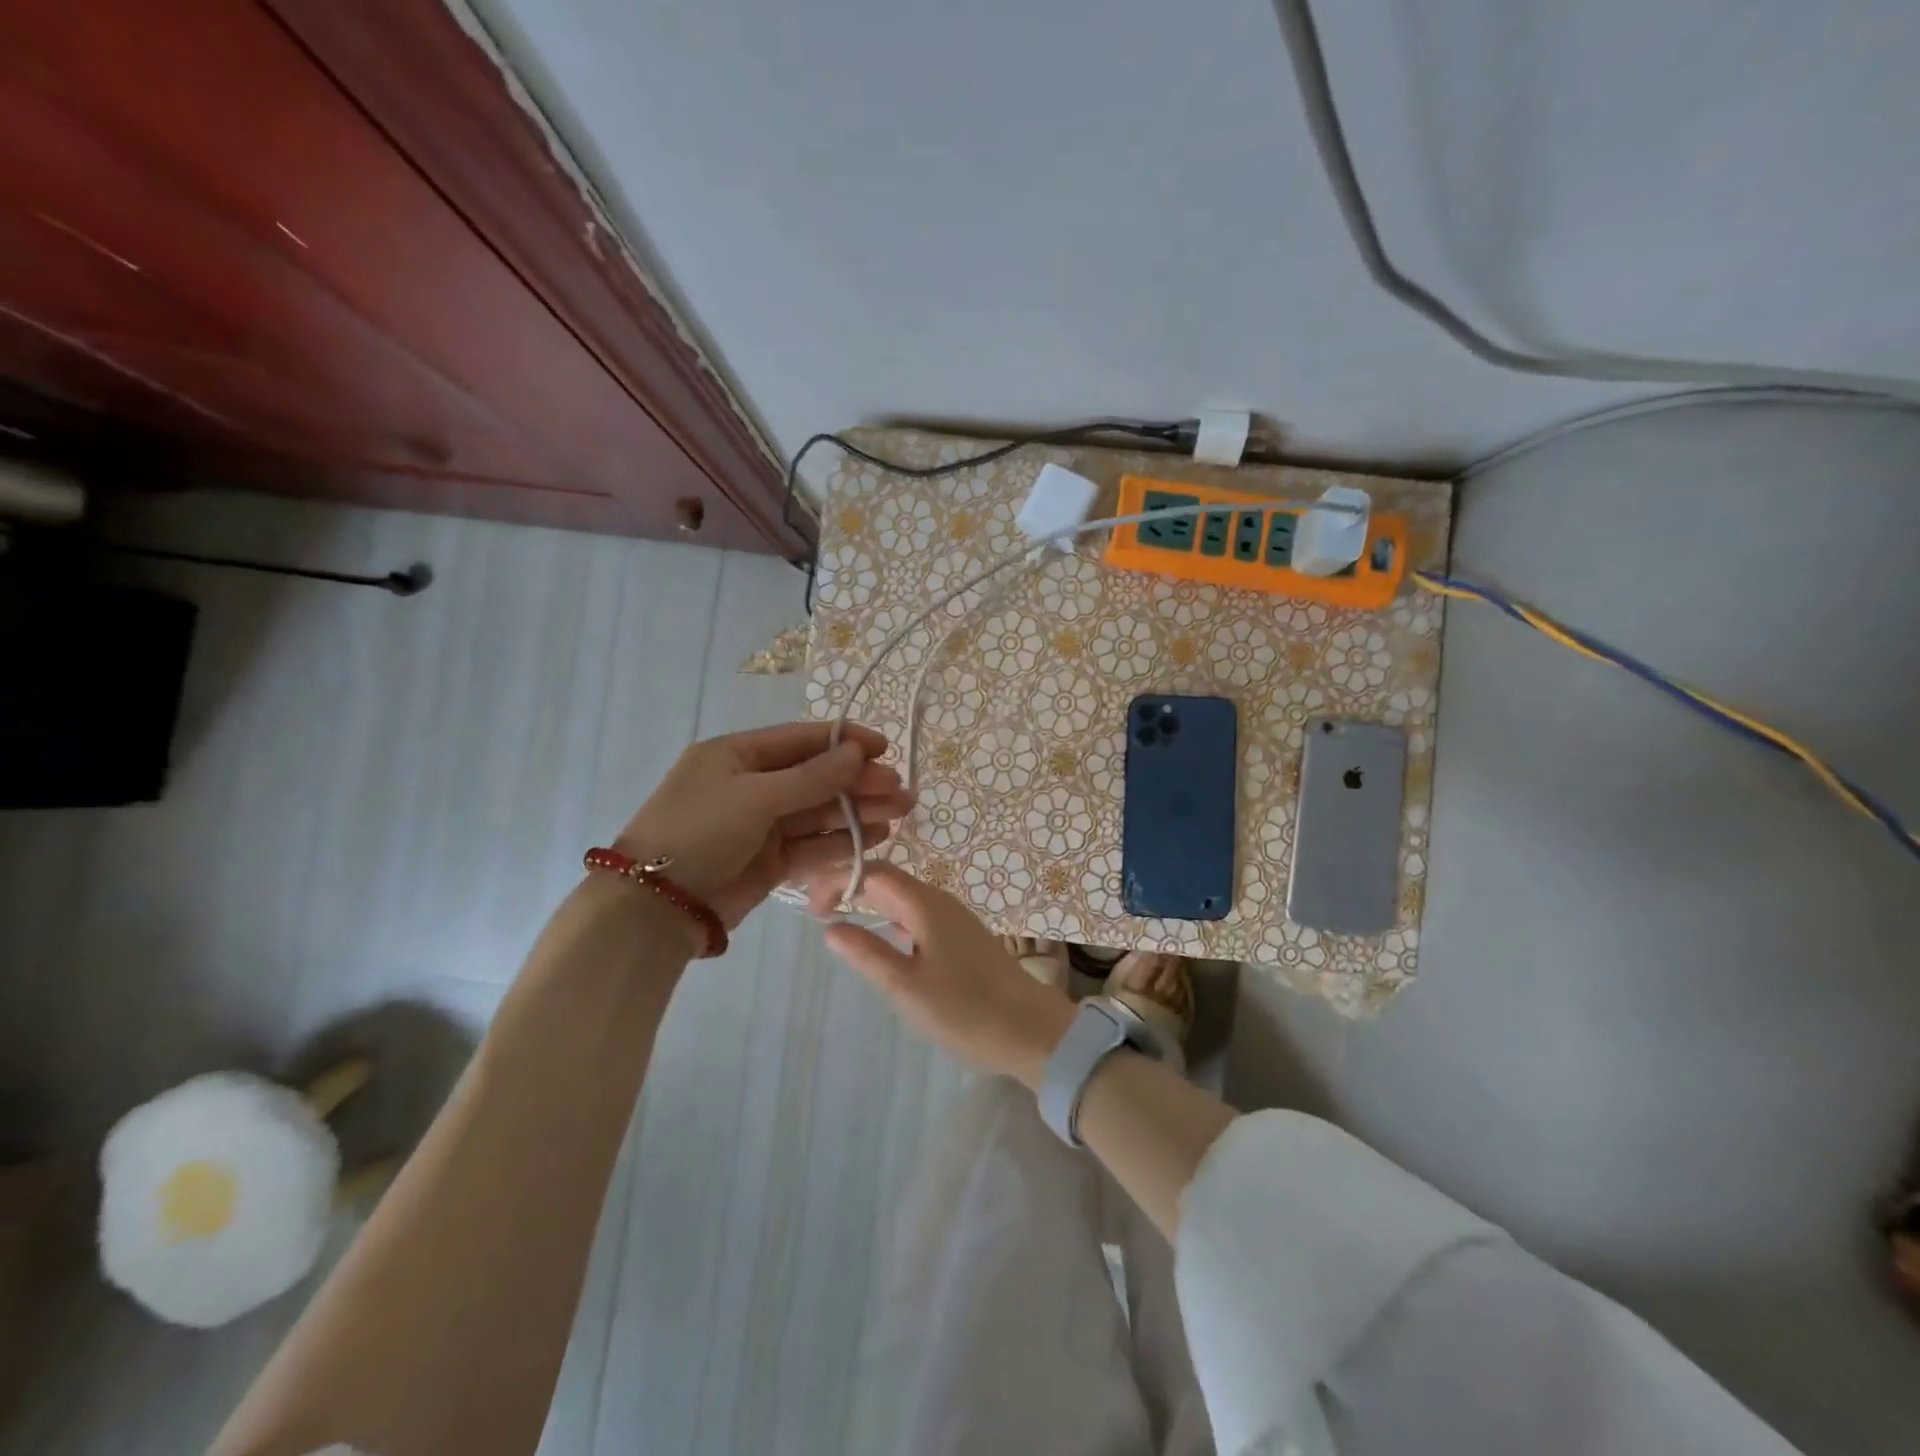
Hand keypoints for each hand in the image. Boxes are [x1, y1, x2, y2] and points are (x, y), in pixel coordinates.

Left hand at [618, 722, 913, 928]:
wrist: (656, 907)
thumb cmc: (700, 832)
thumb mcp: (755, 797)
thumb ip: (811, 778)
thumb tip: (857, 753)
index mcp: (738, 755)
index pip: (801, 740)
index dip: (845, 742)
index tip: (885, 748)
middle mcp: (752, 785)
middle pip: (816, 777)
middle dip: (859, 782)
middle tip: (900, 790)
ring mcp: (762, 825)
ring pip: (819, 812)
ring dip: (858, 811)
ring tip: (899, 813)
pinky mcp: (770, 861)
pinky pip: (812, 845)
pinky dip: (842, 841)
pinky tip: (876, 838)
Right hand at [811, 864, 1073, 1088]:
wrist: (1031, 1031)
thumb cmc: (965, 1010)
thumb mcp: (906, 988)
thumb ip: (867, 954)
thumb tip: (830, 927)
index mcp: (925, 904)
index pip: (873, 872)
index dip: (838, 880)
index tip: (811, 908)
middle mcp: (940, 901)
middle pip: (888, 879)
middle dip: (851, 886)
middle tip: (818, 912)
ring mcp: (955, 918)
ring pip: (904, 897)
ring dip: (871, 902)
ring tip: (841, 922)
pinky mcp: (963, 937)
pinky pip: (918, 914)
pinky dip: (891, 918)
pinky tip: (884, 941)